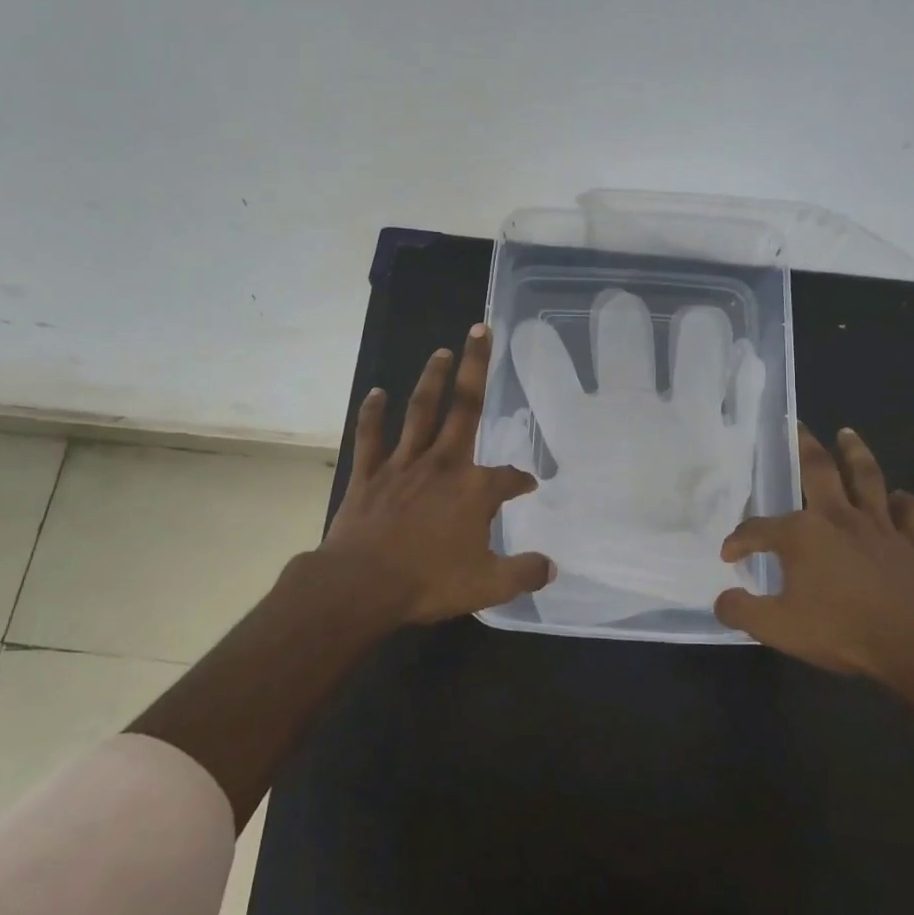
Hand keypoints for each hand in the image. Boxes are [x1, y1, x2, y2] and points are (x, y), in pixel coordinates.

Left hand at [323, 323, 555, 624]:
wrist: (361, 585)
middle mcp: (442, 464)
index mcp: (473, 490)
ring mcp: (402, 465)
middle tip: (481, 329)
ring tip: (442, 350)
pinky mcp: (369, 474)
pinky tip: (377, 392)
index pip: (508, 478)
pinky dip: (373, 414)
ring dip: (432, 378)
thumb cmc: (428, 582)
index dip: (520, 480)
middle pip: (465, 408)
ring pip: (420, 411)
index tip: (528, 484)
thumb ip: (523, 573)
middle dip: (476, 368)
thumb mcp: (488, 585)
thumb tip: (552, 566)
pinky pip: (371, 437)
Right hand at [715, 425, 913, 690]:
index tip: (730, 557)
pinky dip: (904, 501)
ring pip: (867, 478)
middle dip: (804, 446)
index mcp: (802, 534)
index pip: (758, 529)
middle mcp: (839, 517)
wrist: (913, 649)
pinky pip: (911, 512)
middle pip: (818, 471)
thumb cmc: (839, 632)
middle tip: (797, 426)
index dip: (739, 541)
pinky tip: (897, 498)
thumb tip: (722, 599)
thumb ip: (742, 611)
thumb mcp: (776, 628)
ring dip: (856, 453)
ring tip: (847, 434)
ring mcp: (880, 527)